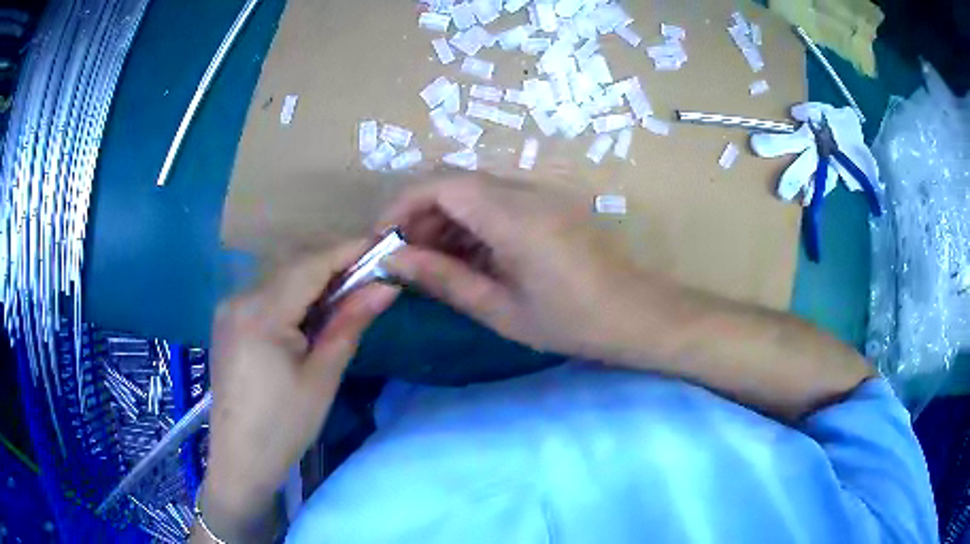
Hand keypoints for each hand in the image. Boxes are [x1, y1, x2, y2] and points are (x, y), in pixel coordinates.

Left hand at [199, 243, 397, 540]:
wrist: (240, 459)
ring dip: (314, 283)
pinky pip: (265, 296)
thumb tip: (386, 286)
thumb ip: (350, 323)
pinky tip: (310, 317)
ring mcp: (229, 309)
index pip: (311, 264)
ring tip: (346, 299)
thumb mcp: (323, 376)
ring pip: (279, 280)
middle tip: (371, 279)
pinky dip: (293, 298)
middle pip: (293, 268)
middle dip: (334, 267)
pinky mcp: (227, 322)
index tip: (384, 246)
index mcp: (261, 312)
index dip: (349, 250)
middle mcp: (239, 298)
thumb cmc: (285, 425)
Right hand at [381, 173, 662, 360]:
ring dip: (445, 220)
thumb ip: (444, 279)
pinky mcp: (549, 205)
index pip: (441, 185)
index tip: (382, 239)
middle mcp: (525, 192)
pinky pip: (497, 202)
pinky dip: (471, 224)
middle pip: (455, 184)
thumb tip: (393, 259)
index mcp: (513, 217)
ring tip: (431, 263)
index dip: (402, 205)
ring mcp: (540, 195)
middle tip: (404, 259)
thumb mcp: (501, 309)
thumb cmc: (572, 322)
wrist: (637, 314)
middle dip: (420, 215)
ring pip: (474, 192)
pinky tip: (467, 258)